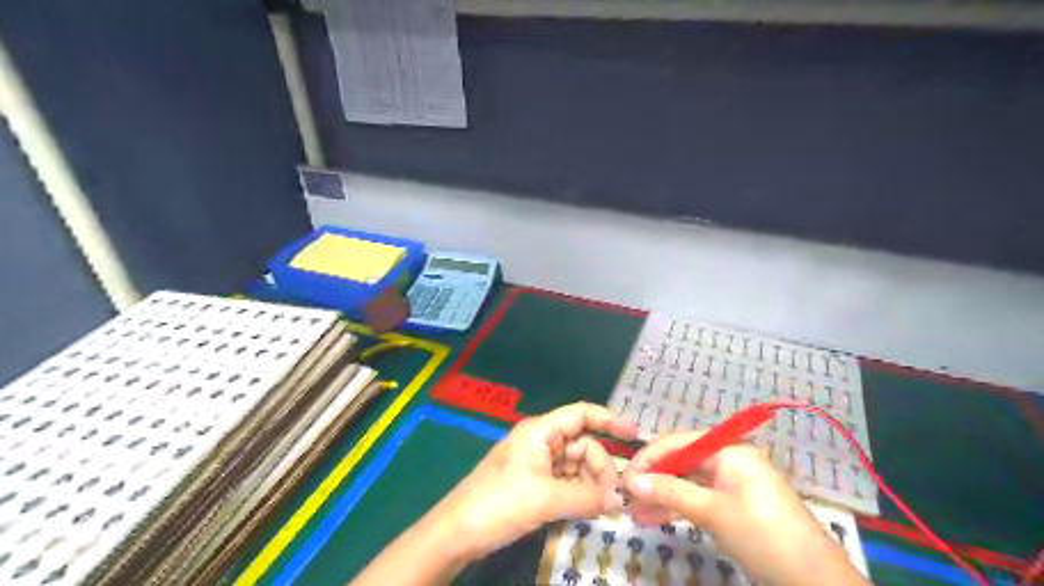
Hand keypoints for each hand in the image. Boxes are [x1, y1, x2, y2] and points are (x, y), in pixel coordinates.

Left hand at [423, 400, 636, 559]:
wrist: (458, 532)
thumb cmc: (499, 503)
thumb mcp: (545, 498)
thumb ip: (586, 497)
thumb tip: (619, 500)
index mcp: (540, 431)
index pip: (581, 414)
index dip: (609, 420)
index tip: (635, 434)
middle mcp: (541, 441)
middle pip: (583, 444)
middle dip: (601, 467)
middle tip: (613, 497)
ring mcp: (537, 463)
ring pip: (576, 465)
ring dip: (592, 483)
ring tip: (603, 507)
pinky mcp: (534, 484)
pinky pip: (566, 481)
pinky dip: (579, 493)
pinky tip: (590, 509)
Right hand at [622, 431, 861, 584]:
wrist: (814, 582)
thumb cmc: (762, 535)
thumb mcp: (712, 511)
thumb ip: (670, 491)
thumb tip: (631, 479)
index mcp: (730, 450)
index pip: (679, 443)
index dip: (649, 457)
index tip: (624, 476)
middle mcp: (730, 460)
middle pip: (682, 462)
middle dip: (653, 480)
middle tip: (624, 496)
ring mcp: (733, 485)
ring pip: (688, 483)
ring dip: (661, 497)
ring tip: (632, 513)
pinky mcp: (734, 506)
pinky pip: (699, 499)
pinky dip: (678, 508)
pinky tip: (653, 518)